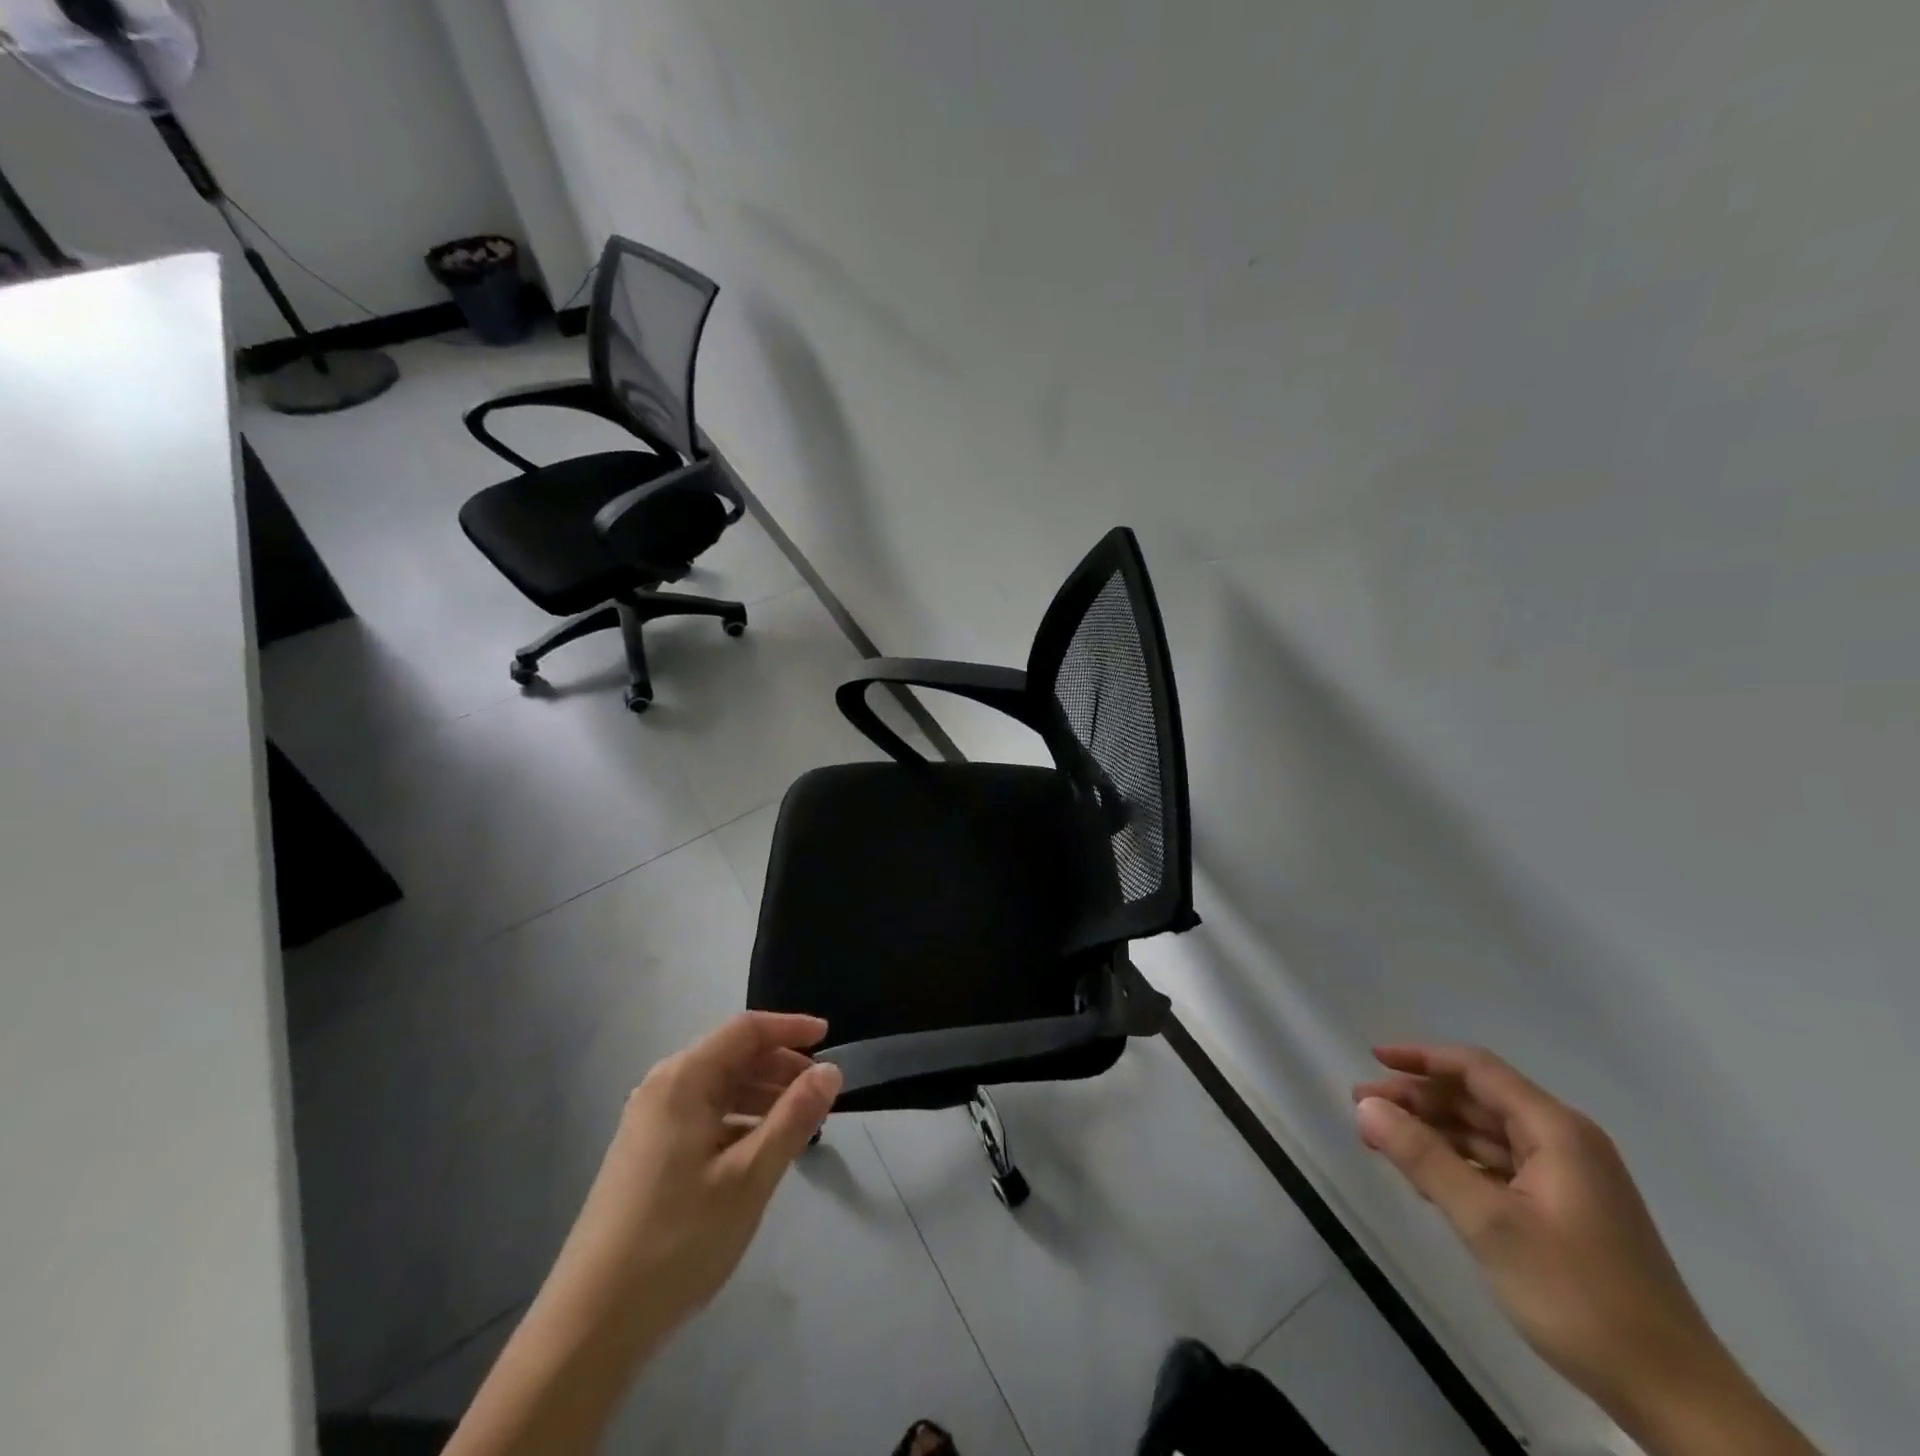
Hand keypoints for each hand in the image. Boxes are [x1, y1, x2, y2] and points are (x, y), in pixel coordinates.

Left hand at [550, 1011, 843, 1341]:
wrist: (589, 1325)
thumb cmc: (676, 1241)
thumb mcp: (749, 1177)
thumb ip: (794, 1118)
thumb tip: (830, 1071)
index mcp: (683, 1080)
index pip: (746, 1030)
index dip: (791, 1028)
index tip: (830, 1038)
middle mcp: (663, 1088)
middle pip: (732, 1056)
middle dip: (780, 1066)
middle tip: (821, 1093)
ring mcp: (650, 1122)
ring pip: (719, 1089)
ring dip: (762, 1095)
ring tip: (800, 1124)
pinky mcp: (647, 1154)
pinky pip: (704, 1116)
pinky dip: (739, 1121)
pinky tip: (759, 1151)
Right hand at [1352, 1046, 1739, 1436]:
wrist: (1676, 1398)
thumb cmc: (1579, 1296)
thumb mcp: (1489, 1224)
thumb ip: (1423, 1157)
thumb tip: (1366, 1105)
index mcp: (1556, 1131)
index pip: (1477, 1069)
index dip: (1421, 1057)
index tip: (1372, 1060)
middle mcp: (1565, 1143)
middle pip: (1479, 1099)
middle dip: (1419, 1098)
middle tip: (1364, 1108)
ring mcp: (1569, 1180)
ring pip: (1487, 1135)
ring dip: (1434, 1131)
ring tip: (1383, 1140)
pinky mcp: (1566, 1213)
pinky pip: (1500, 1167)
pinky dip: (1459, 1163)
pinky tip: (1426, 1179)